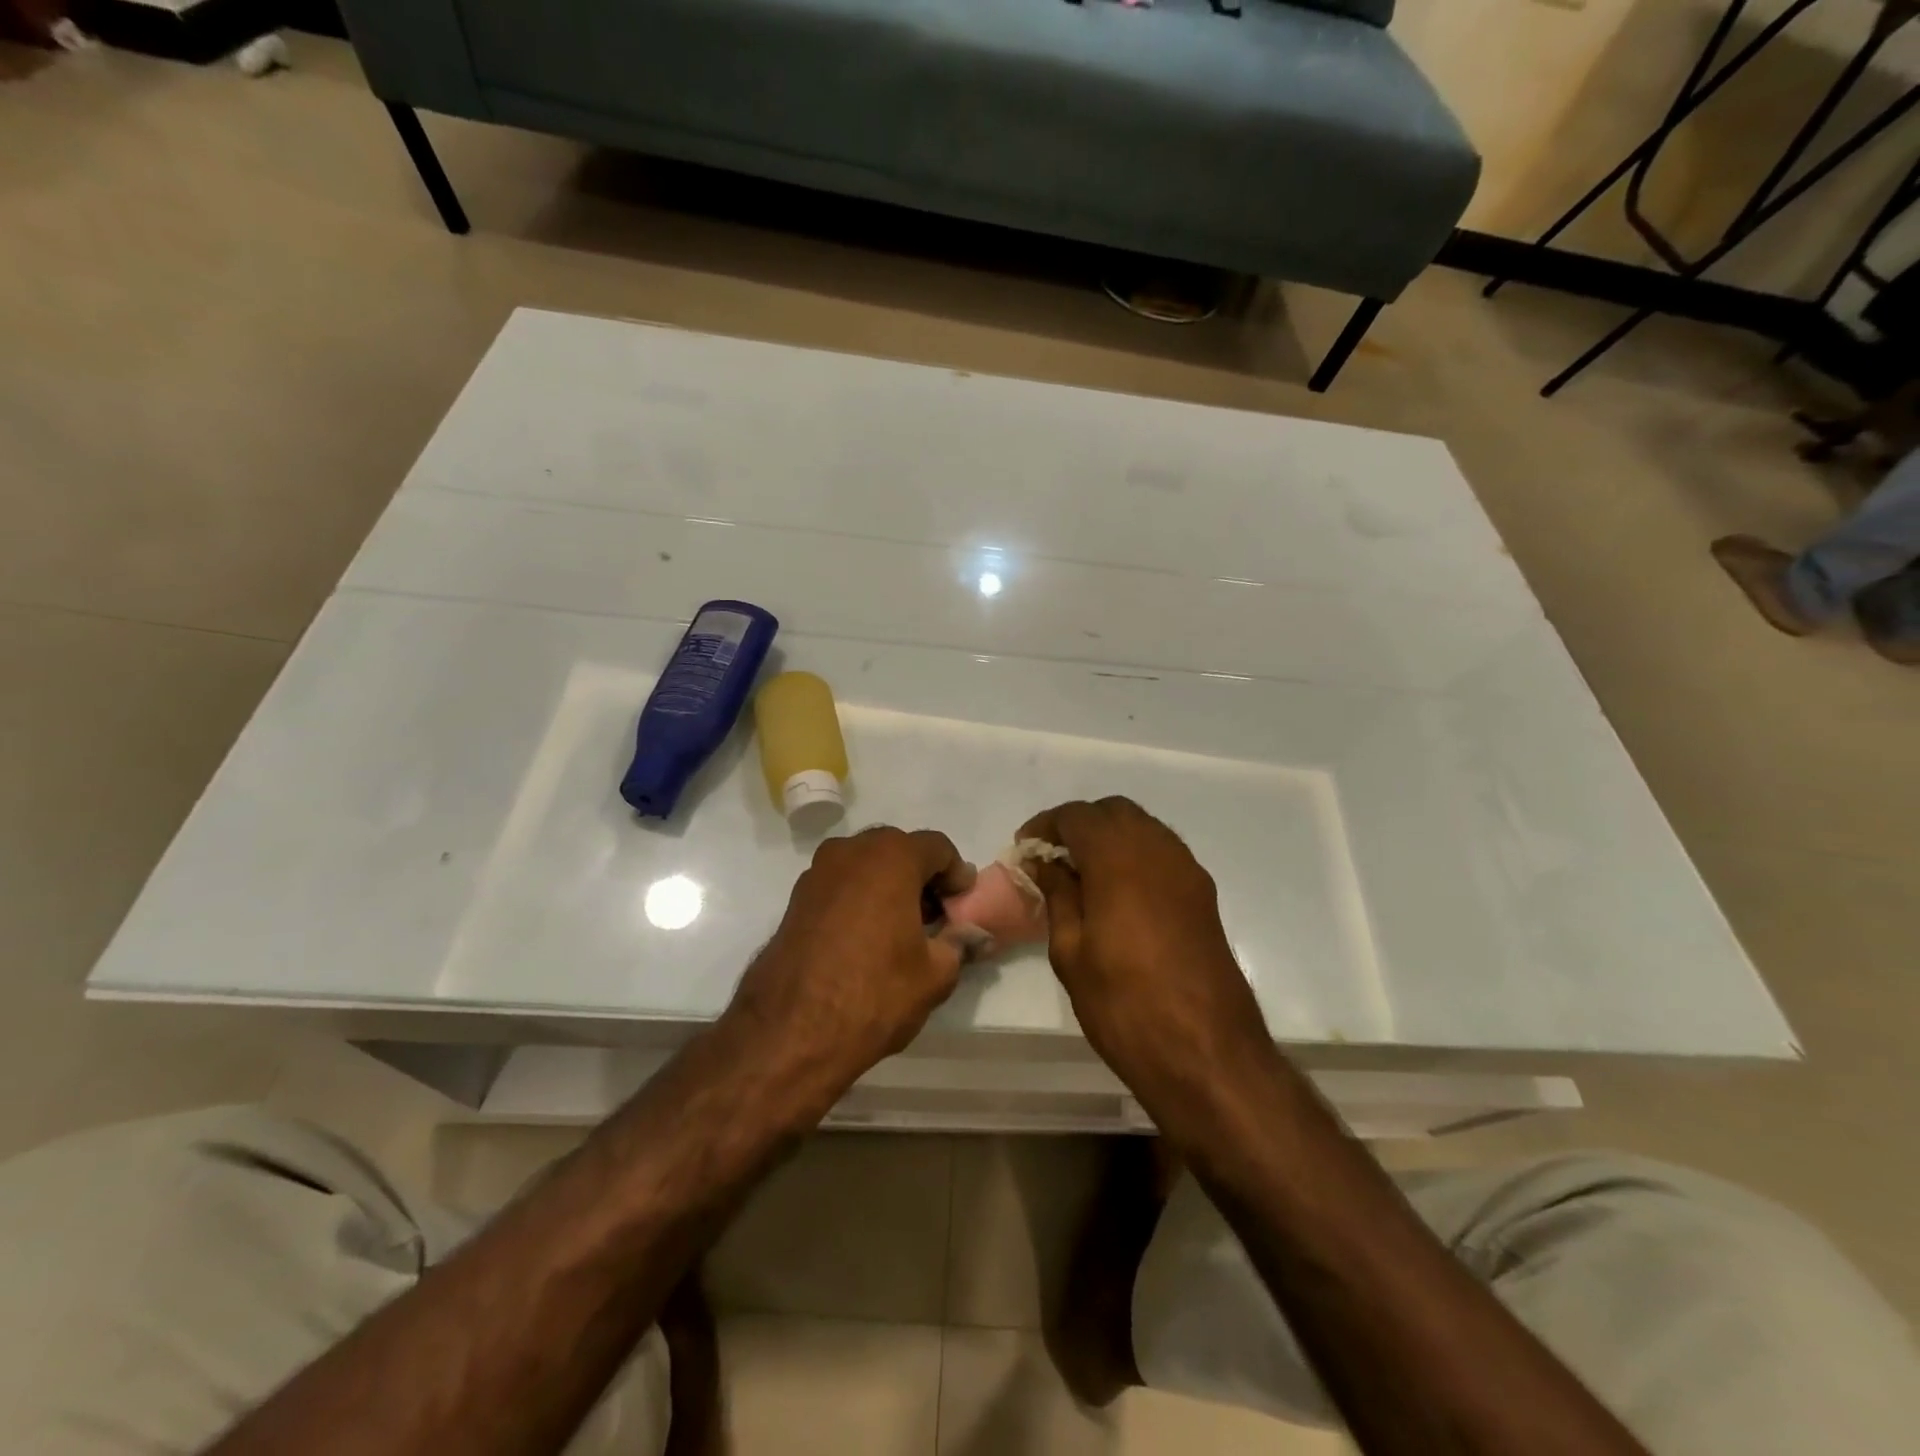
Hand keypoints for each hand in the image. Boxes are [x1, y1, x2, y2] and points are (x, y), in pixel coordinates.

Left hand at [726, 827, 974, 1103]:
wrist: (791, 1031)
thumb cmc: (874, 993)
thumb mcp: (935, 974)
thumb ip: (959, 943)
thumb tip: (972, 934)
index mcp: (892, 857)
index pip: (938, 847)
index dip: (956, 874)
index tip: (961, 904)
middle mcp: (852, 851)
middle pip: (899, 849)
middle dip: (921, 876)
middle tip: (935, 914)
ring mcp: (818, 872)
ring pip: (866, 864)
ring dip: (888, 885)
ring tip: (900, 927)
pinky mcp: (796, 897)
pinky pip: (841, 884)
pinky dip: (859, 897)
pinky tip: (866, 936)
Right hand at [1018, 798, 1268, 1107]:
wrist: (1207, 1053)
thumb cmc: (1125, 1005)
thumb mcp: (1071, 953)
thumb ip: (1059, 896)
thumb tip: (1047, 863)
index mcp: (1119, 859)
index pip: (1077, 815)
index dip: (1046, 825)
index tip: (1025, 850)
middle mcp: (1158, 851)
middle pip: (1114, 811)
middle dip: (1079, 824)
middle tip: (1052, 858)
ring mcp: (1187, 870)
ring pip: (1143, 827)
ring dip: (1110, 837)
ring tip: (1082, 874)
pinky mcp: (1203, 894)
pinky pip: (1163, 852)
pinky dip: (1135, 855)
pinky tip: (1117, 892)